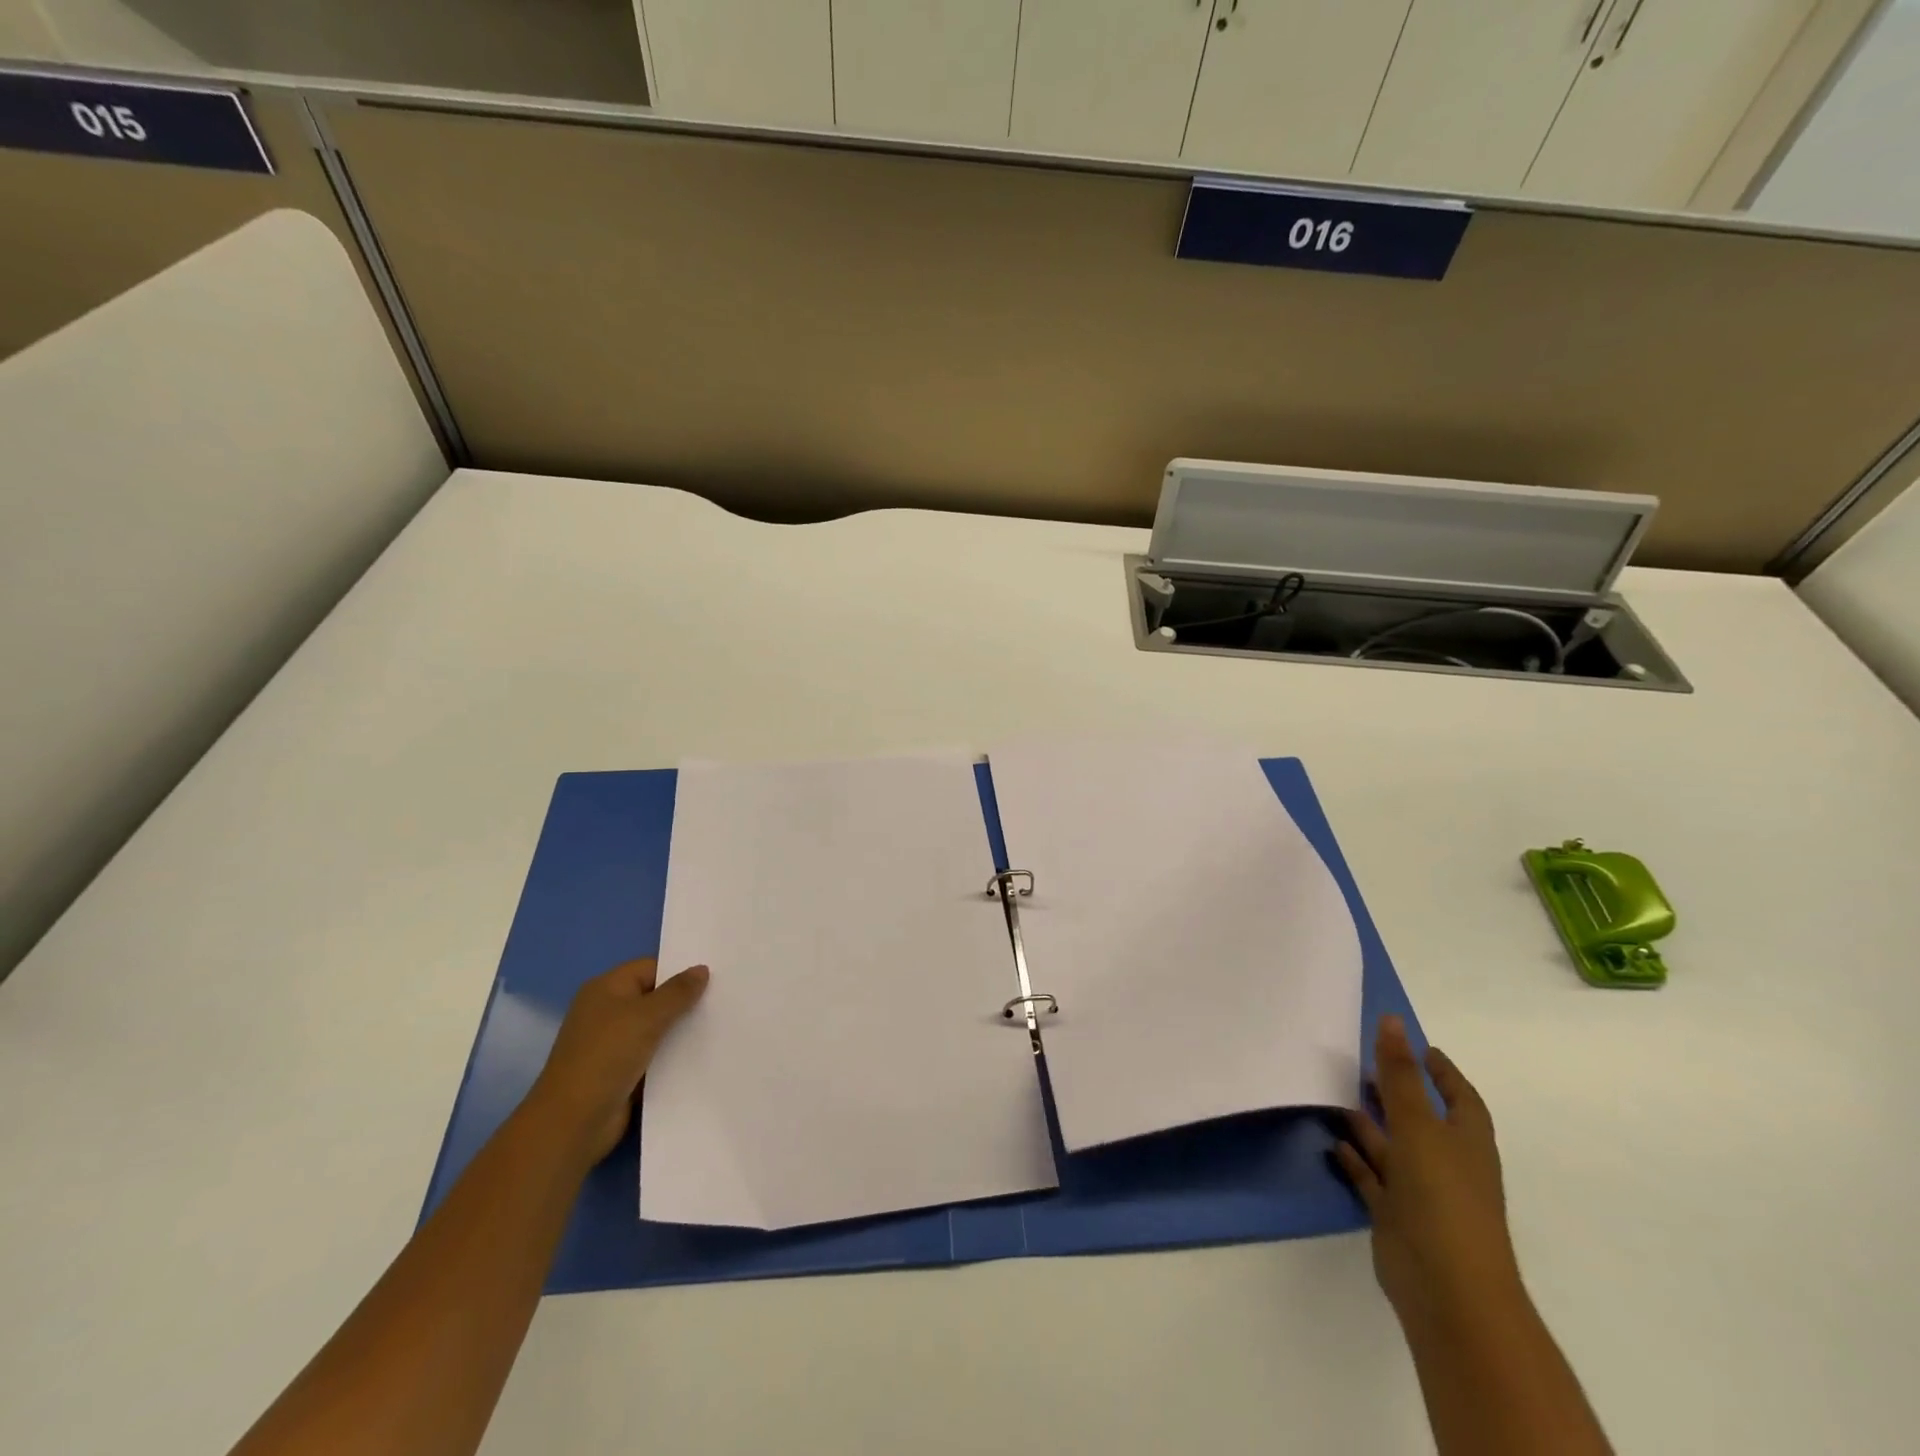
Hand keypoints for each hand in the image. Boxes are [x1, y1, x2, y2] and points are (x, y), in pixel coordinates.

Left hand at [526, 959, 709, 1164]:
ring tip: (720, 1026)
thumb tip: (702, 969)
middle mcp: (607, 1012)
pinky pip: (654, 1055)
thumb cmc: (606, 1057)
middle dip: (684, 1001)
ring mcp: (613, 1044)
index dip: (680, 972)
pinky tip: (701, 1055)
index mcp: (606, 989)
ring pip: (656, 1028)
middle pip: (654, 998)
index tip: (715, 978)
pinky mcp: (621, 1072)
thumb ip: (678, 992)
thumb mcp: (647, 1016)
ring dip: (681, 1030)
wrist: (572, 1123)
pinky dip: (673, 1055)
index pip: (651, 968)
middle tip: (723, 1001)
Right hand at [1335, 1016, 1522, 1334]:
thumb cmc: (1442, 1196)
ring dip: (1371, 1124)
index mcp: (1466, 1142)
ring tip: (1338, 1093)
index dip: (1443, 1072)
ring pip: (1394, 1148)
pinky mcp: (1397, 1217)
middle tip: (1364, 1063)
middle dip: (1397, 1092)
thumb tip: (1392, 1020)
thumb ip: (1400, 1074)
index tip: (1420, 1046)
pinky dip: (1357, 1160)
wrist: (1447, 1288)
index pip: (1461, 1097)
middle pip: (1423, 1119)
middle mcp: (1447, 1164)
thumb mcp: (1418, 1125)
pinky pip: (1375, 1179)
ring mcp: (1422, 1193)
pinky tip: (1334, 1142)